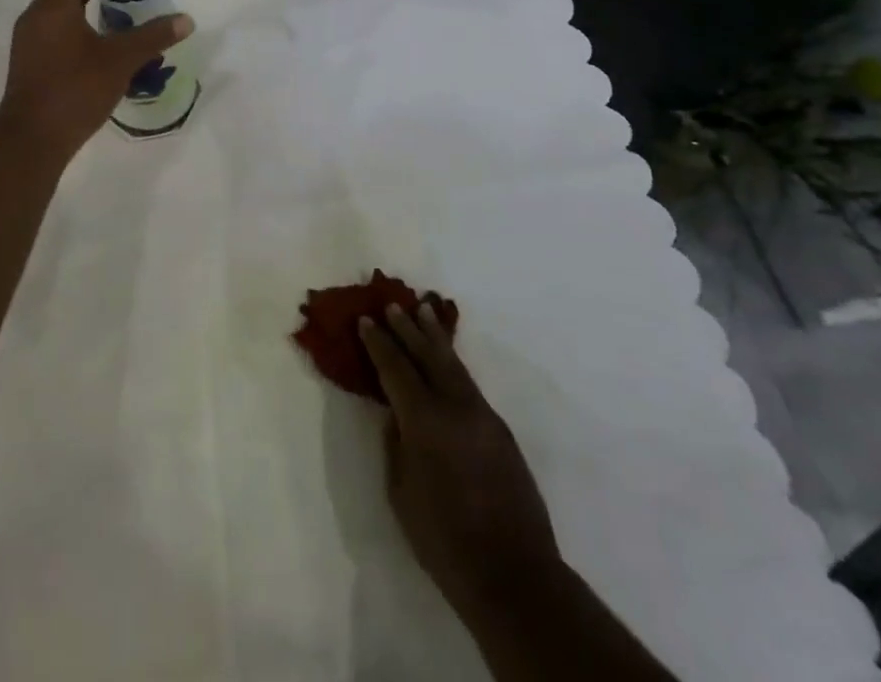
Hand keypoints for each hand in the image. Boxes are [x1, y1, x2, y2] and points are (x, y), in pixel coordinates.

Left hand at [0, 0, 191, 157]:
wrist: (31, 140)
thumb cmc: (74, 90)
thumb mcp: (120, 61)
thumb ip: (154, 36)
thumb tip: (187, 20)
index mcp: (53, 4)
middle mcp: (36, 13)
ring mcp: (31, 37)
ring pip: (62, 5)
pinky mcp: (32, 57)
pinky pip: (57, 25)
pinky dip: (80, 19)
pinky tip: (104, 32)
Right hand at [359, 304, 560, 631]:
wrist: (514, 575)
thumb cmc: (444, 539)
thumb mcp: (401, 493)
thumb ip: (395, 446)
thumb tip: (396, 417)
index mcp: (424, 420)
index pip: (395, 369)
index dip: (378, 343)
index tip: (366, 320)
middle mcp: (455, 407)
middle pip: (427, 355)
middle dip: (408, 329)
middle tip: (393, 304)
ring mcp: (483, 416)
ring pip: (454, 364)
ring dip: (435, 337)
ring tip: (424, 311)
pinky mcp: (501, 431)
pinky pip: (469, 384)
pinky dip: (453, 363)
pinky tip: (447, 360)